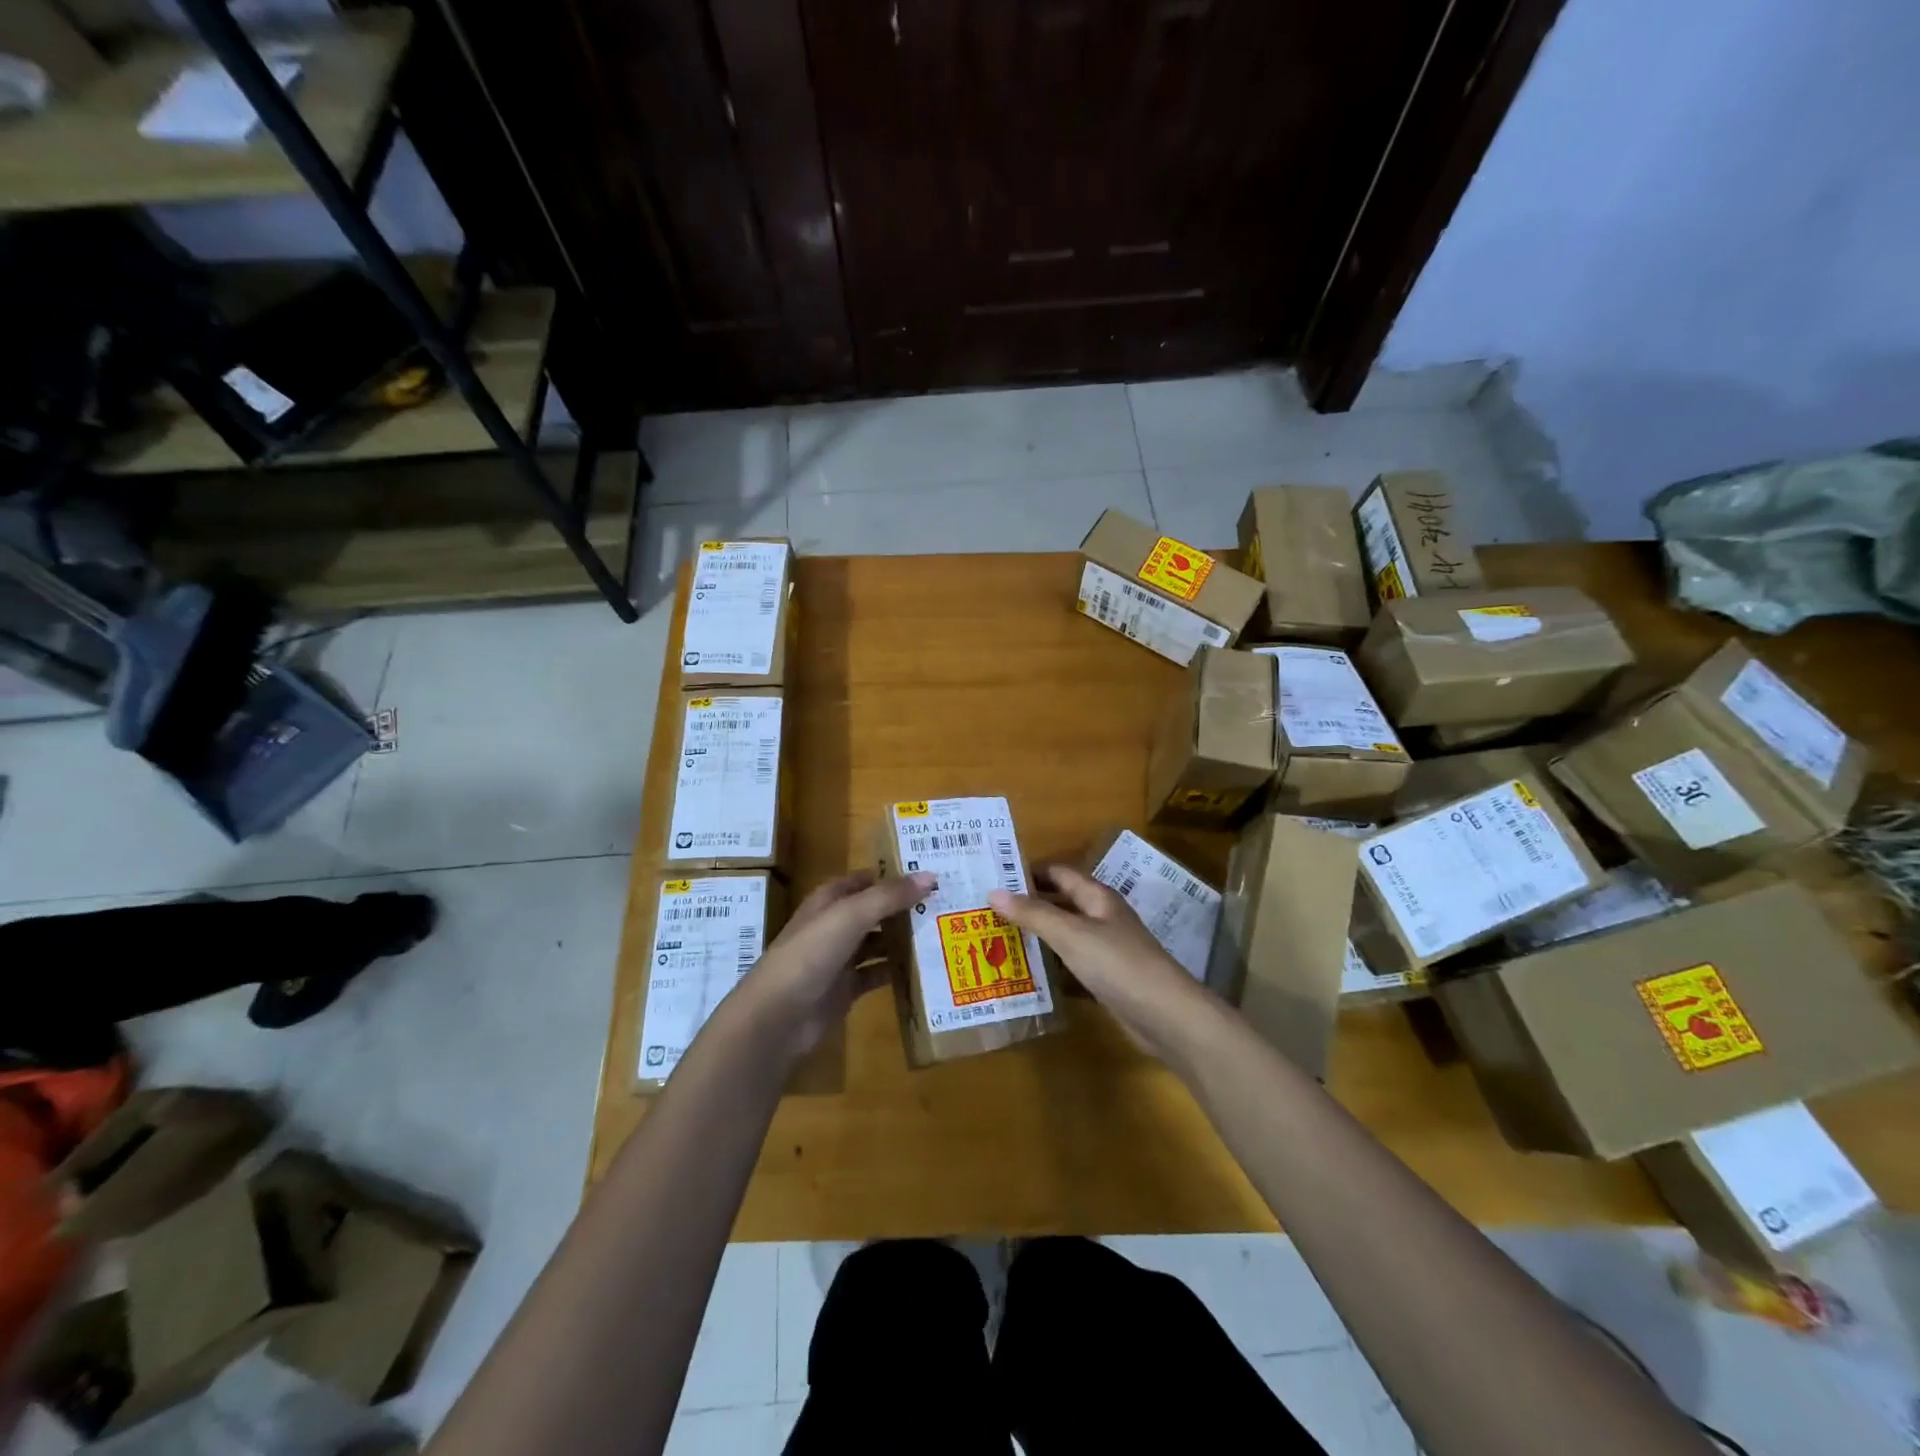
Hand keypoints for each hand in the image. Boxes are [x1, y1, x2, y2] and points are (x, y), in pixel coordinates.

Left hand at [742, 869, 934, 1059]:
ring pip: (878, 942)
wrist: (777, 1017)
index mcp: (830, 900)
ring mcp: (840, 958)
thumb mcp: (850, 916)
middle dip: (906, 907)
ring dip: (904, 939)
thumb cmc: (810, 954)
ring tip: (944, 933)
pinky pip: (877, 974)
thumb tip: (930, 876)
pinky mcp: (846, 989)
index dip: (895, 874)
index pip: (866, 879)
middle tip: (948, 903)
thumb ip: (889, 896)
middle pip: (875, 910)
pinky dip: (897, 970)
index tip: (932, 873)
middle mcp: (835, 925)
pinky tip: (925, 968)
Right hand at [989, 864, 1218, 1060]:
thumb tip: (993, 891)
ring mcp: (1105, 949)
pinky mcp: (1106, 979)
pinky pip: (1071, 964)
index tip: (993, 877)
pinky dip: (1050, 966)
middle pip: (1060, 903)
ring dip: (1036, 936)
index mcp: (1097, 897)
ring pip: (1064, 935)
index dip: (1028, 872)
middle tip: (986, 910)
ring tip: (997, 940)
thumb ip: (1033, 914)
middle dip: (1027, 904)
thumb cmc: (1118, 964)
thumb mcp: (1071, 935)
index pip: (1058, 873)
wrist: (1166, 1016)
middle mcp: (1101, 917)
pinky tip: (1025, 974)